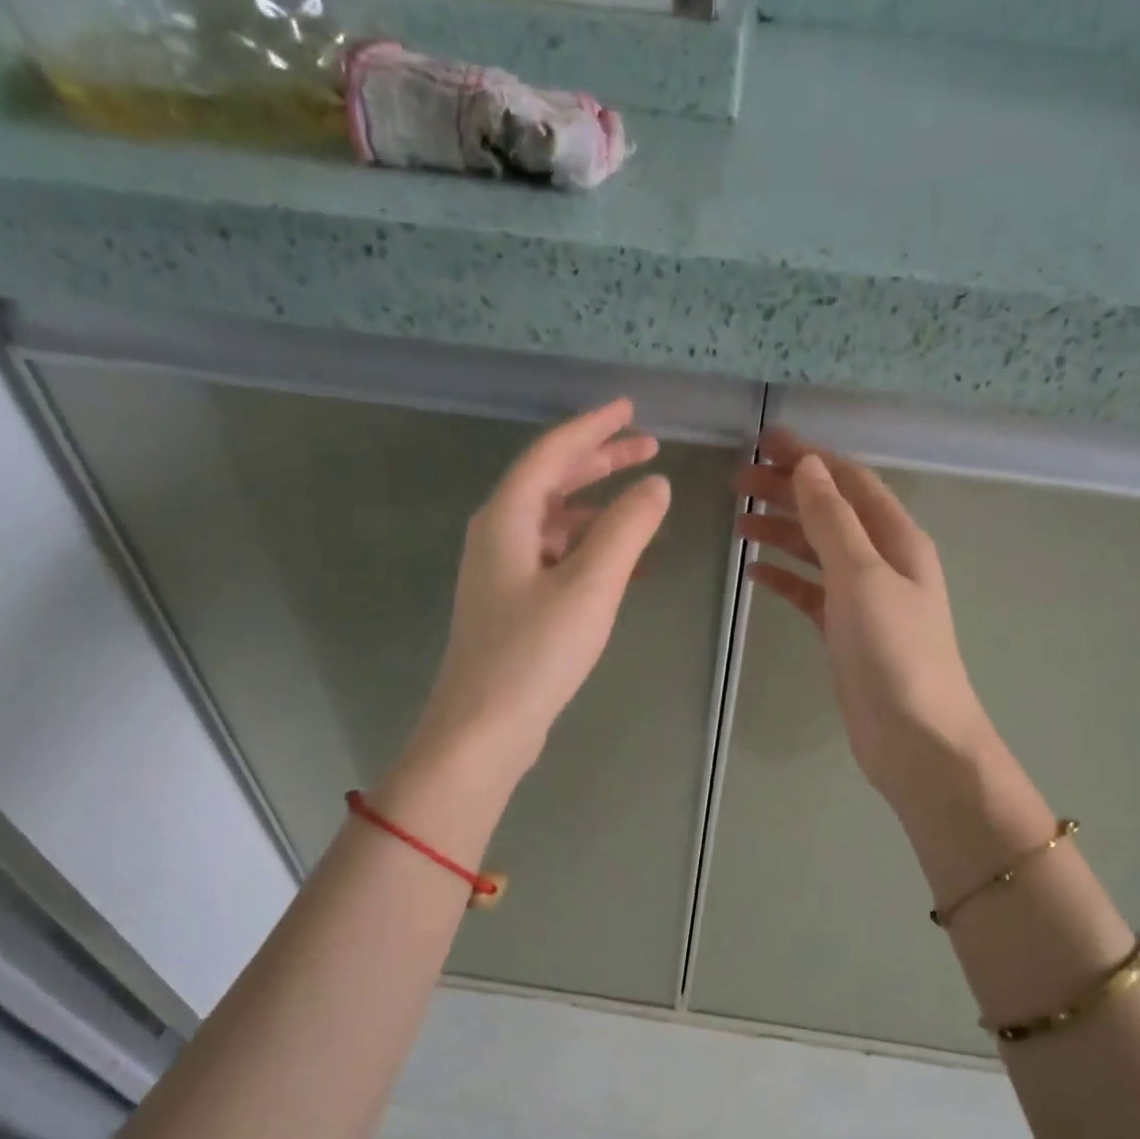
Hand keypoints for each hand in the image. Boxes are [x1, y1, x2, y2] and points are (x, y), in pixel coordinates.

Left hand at [412, 398, 668, 778]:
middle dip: (599, 462)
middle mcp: (498, 536)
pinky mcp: (512, 606)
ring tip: (641, 503)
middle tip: (647, 448)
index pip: (552, 453)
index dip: (593, 427)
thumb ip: (626, 529)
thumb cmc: (534, 652)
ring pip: (554, 522)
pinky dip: (588, 549)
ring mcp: (502, 573)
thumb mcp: (589, 585)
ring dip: (596, 507)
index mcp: (507, 518)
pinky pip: (555, 558)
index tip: (629, 409)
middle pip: (551, 482)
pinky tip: (621, 563)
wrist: (483, 728)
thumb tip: (656, 485)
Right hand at [736, 429, 1001, 816]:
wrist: (914, 738)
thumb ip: (833, 522)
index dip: (810, 458)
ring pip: (817, 552)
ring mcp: (864, 600)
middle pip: (830, 513)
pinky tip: (754, 572)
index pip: (850, 482)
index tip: (765, 441)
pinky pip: (810, 593)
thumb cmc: (894, 652)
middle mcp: (883, 562)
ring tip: (739, 520)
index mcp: (898, 540)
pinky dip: (784, 578)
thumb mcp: (863, 577)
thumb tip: (809, 467)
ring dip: (782, 531)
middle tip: (738, 480)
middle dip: (788, 491)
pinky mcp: (845, 633)